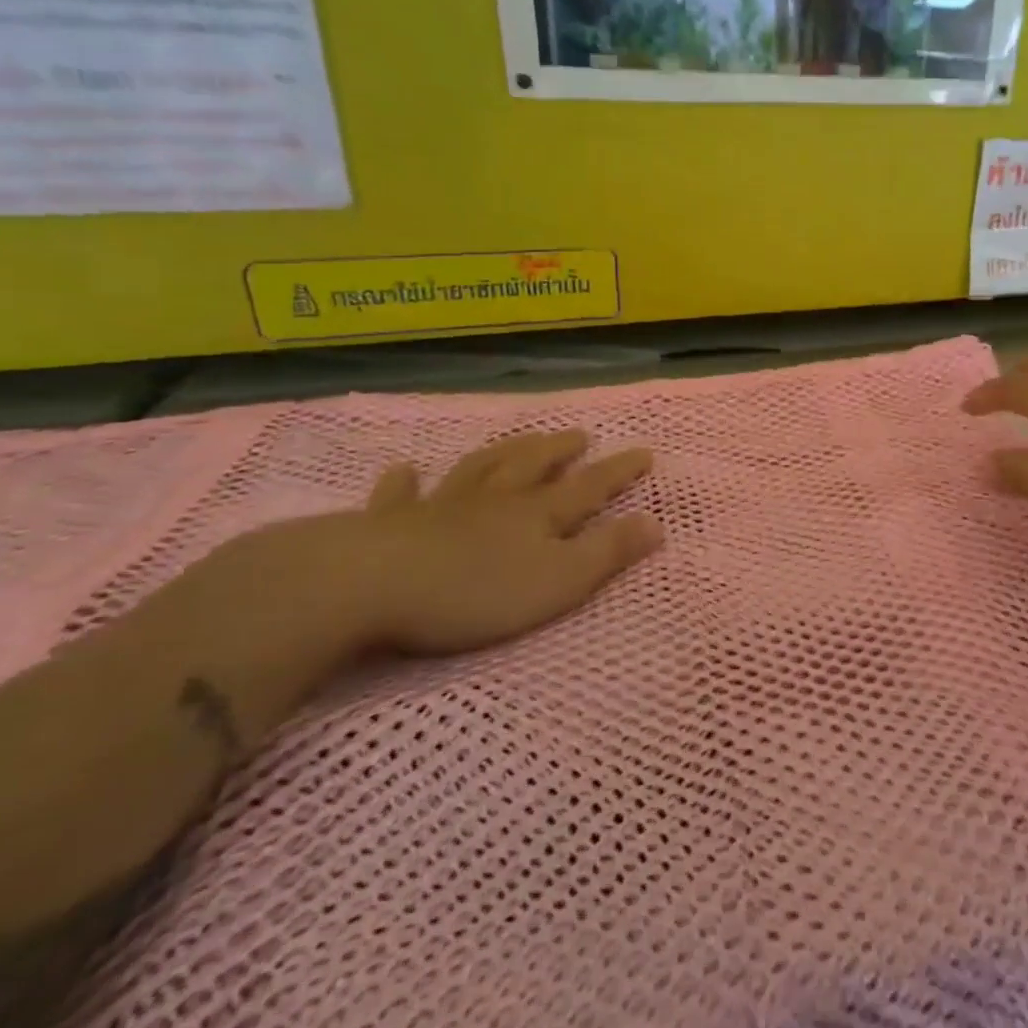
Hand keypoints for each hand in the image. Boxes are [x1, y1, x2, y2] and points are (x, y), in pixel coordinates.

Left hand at [350, 429, 663, 654]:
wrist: (369, 586)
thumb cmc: (475, 591)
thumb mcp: (559, 581)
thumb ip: (609, 552)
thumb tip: (658, 523)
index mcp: (537, 515)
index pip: (590, 486)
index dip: (619, 470)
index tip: (644, 452)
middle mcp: (495, 500)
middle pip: (533, 466)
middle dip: (559, 451)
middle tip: (578, 435)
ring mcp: (441, 507)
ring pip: (480, 469)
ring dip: (503, 453)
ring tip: (519, 440)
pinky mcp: (390, 524)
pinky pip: (400, 496)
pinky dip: (406, 481)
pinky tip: (405, 469)